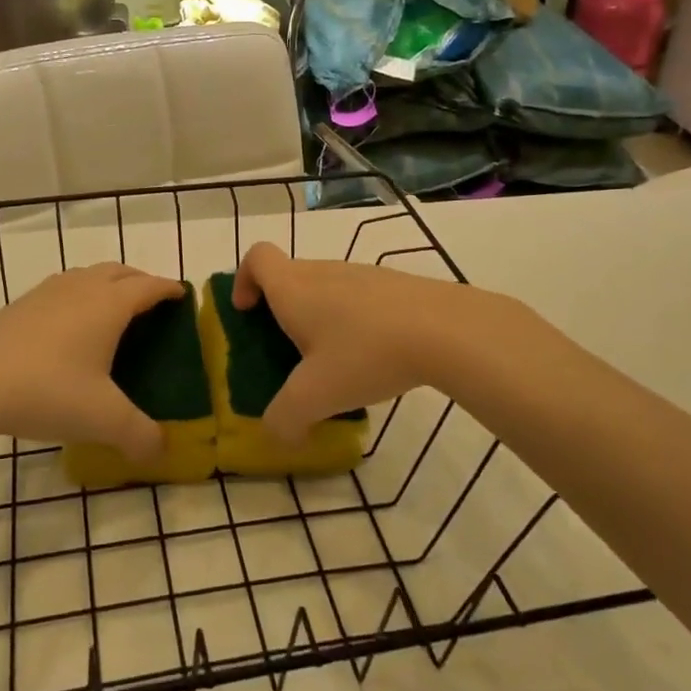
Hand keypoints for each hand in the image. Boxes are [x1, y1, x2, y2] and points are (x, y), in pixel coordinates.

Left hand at [0, 263, 183, 460]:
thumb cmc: (48, 391)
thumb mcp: (103, 419)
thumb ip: (140, 435)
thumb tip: (162, 451)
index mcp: (109, 304)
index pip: (149, 286)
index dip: (169, 289)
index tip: (183, 296)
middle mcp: (81, 288)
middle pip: (120, 271)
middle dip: (141, 282)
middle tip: (153, 305)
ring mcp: (47, 293)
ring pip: (88, 276)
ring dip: (108, 285)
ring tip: (113, 312)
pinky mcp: (21, 305)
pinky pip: (63, 289)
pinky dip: (80, 296)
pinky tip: (70, 327)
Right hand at [232, 242, 472, 445]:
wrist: (446, 330)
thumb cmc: (365, 353)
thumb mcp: (316, 396)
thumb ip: (285, 418)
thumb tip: (278, 433)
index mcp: (294, 288)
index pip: (257, 257)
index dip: (244, 280)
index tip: (248, 312)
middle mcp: (323, 272)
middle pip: (289, 275)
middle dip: (280, 310)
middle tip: (289, 351)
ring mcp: (362, 274)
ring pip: (325, 287)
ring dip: (319, 316)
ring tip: (334, 361)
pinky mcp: (394, 285)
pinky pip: (358, 297)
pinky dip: (353, 321)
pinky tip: (373, 357)